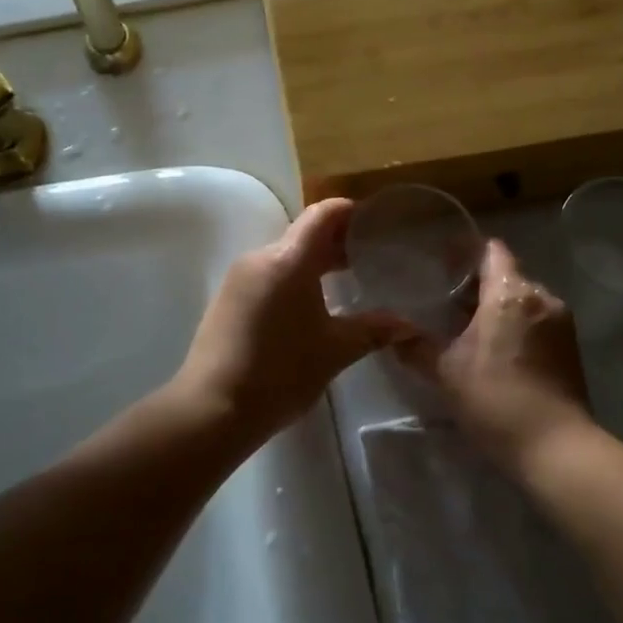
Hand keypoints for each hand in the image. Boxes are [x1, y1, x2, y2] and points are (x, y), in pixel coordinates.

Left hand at [174, 199, 413, 445]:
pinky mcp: (228, 299)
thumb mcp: (335, 351)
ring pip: (285, 255)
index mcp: (288, 260)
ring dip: (315, 262)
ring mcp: (239, 277)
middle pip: (304, 234)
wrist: (212, 410)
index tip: (377, 223)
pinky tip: (312, 305)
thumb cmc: (280, 373)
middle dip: (339, 241)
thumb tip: (410, 324)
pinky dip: (294, 278)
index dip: (351, 212)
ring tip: (347, 282)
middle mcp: (260, 258)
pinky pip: (268, 274)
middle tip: (372, 256)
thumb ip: (374, 330)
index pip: (323, 215)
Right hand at [398, 239, 592, 473]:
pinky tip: (494, 348)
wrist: (555, 447)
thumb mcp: (446, 372)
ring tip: (466, 326)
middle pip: (506, 274)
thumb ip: (416, 346)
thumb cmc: (496, 400)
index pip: (490, 250)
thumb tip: (390, 333)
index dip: (465, 251)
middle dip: (476, 283)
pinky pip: (536, 319)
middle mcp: (541, 297)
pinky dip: (514, 323)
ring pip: (522, 298)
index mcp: (510, 293)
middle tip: (444, 299)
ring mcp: (560, 321)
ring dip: (496, 305)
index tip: (440, 262)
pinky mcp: (570, 346)